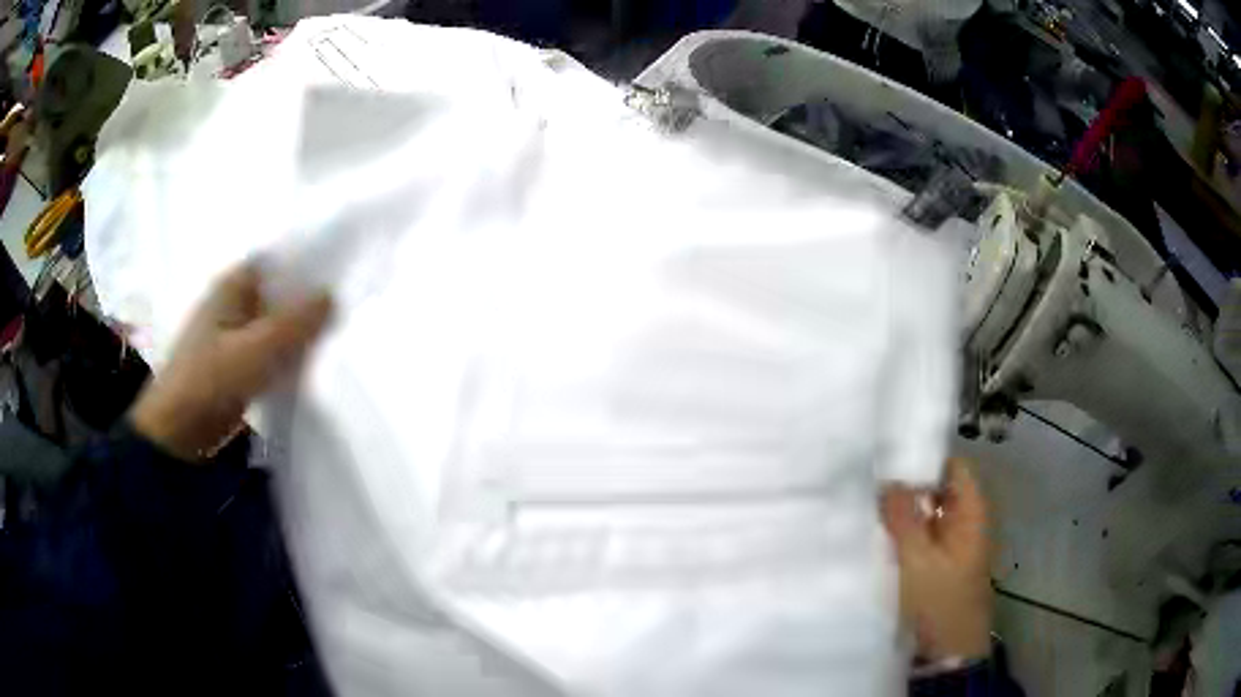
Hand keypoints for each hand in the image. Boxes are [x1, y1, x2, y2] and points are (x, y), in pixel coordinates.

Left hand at [130, 263, 331, 460]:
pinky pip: (266, 351)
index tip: (340, 276)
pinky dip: (284, 356)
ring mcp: (230, 335)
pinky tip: (307, 366)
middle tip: (344, 311)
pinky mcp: (232, 366)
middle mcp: (231, 302)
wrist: (178, 434)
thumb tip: (332, 295)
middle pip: (277, 293)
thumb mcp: (259, 349)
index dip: (307, 264)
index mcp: (233, 285)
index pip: (277, 261)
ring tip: (333, 337)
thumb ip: (297, 322)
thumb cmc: (212, 381)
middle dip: (306, 302)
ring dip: (296, 332)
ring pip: (273, 324)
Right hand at [881, 458, 992, 661]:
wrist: (950, 651)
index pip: (953, 466)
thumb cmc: (941, 601)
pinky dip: (905, 532)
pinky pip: (923, 536)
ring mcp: (954, 543)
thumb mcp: (918, 559)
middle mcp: (966, 521)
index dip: (925, 459)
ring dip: (904, 511)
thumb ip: (903, 518)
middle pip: (939, 489)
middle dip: (908, 485)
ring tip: (868, 504)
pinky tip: (878, 533)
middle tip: (870, 482)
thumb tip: (886, 479)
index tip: (889, 458)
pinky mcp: (941, 563)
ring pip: (929, 513)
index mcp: (971, 512)